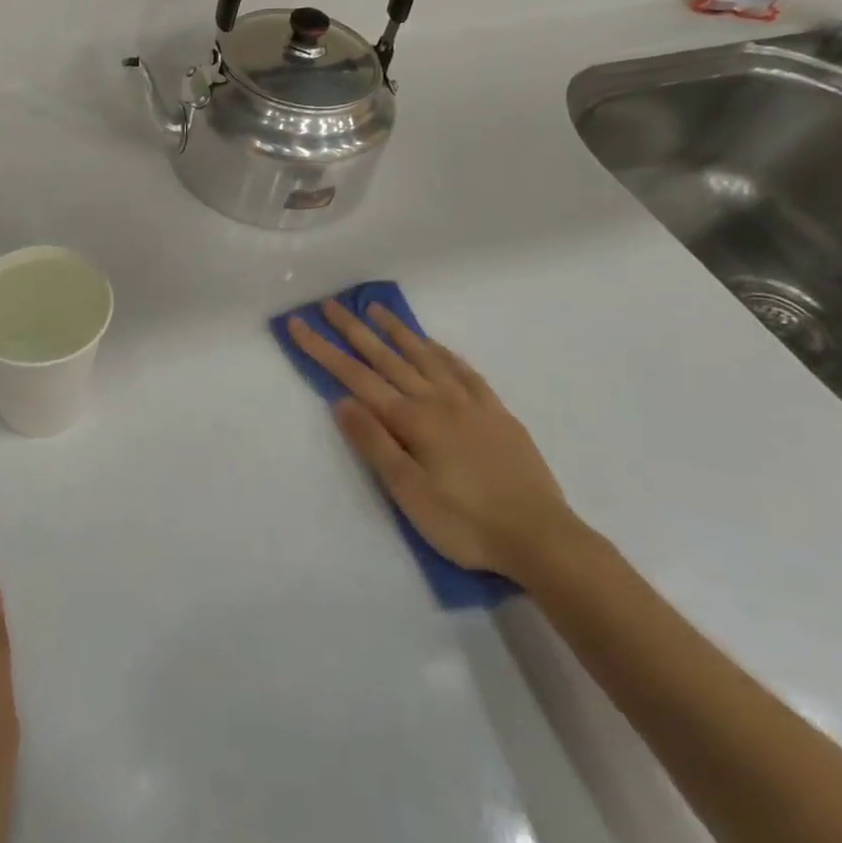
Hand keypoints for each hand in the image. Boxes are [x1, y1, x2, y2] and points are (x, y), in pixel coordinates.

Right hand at [287, 300, 577, 580]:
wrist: (543, 538)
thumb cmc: (466, 522)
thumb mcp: (409, 492)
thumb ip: (375, 443)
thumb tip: (341, 400)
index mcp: (412, 419)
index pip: (355, 377)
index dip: (323, 349)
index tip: (298, 324)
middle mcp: (437, 400)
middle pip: (387, 357)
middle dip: (354, 329)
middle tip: (330, 304)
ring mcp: (470, 403)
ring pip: (425, 356)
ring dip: (397, 331)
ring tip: (376, 309)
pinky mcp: (496, 413)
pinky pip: (464, 371)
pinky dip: (443, 352)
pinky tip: (434, 345)